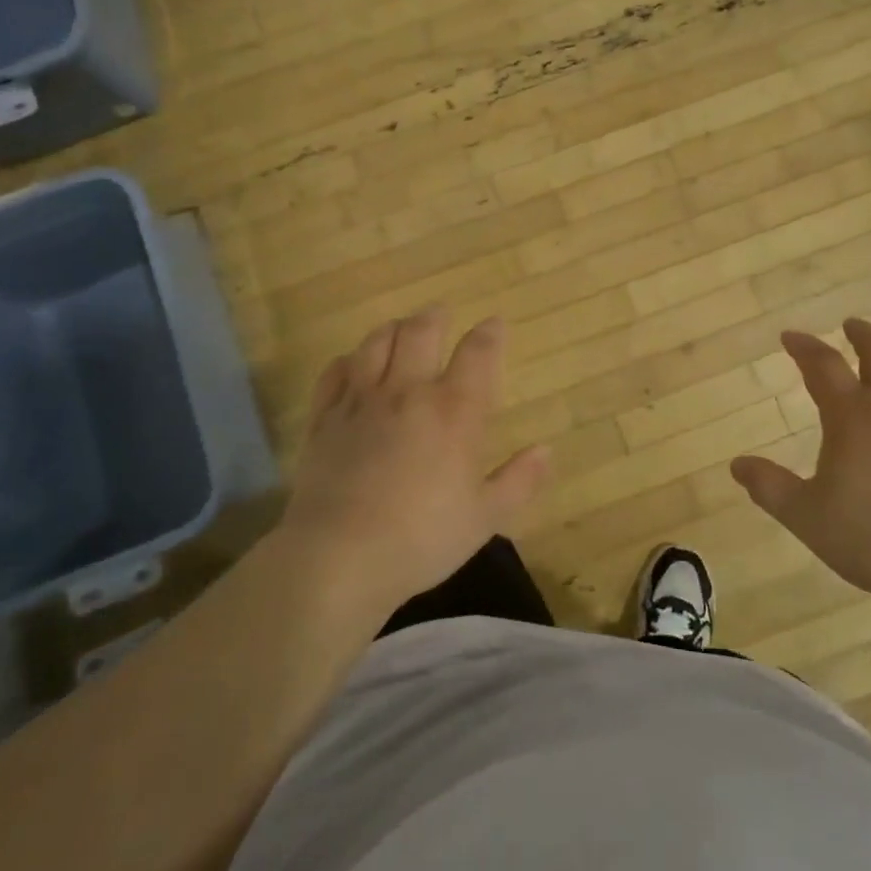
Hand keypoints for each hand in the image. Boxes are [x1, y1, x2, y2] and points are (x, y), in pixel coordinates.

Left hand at [280, 309, 549, 613]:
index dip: (489, 333)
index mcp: (454, 411)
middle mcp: (408, 392)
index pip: (478, 353)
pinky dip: (348, 361)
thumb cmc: (422, 538)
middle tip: (440, 313)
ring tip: (400, 328)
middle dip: (434, 317)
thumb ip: (519, 481)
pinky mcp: (324, 418)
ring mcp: (361, 401)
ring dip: (392, 329)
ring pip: (375, 343)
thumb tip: (546, 450)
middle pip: (420, 332)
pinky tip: (352, 364)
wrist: (339, 556)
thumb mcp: (485, 518)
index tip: (495, 324)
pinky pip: (335, 372)